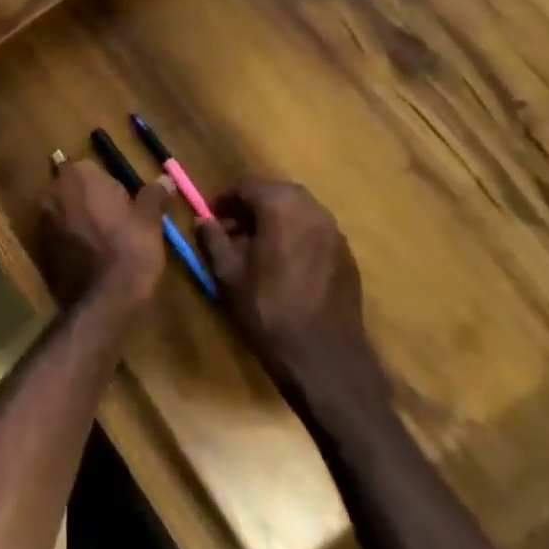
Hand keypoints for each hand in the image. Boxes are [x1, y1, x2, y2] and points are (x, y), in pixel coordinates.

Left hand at [37, 160, 165, 324]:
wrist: (102, 302)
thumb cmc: (129, 251)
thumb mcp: (149, 222)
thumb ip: (154, 195)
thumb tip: (166, 178)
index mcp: (79, 174)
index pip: (93, 169)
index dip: (111, 187)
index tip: (126, 207)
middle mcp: (54, 190)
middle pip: (75, 188)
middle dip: (91, 200)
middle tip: (117, 224)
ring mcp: (42, 218)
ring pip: (65, 210)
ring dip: (80, 219)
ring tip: (105, 242)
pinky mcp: (39, 245)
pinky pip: (58, 233)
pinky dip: (71, 239)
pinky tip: (90, 257)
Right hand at [196, 180, 391, 421]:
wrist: (326, 361)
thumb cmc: (270, 313)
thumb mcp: (228, 276)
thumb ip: (213, 240)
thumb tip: (202, 220)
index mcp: (281, 208)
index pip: (247, 187)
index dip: (224, 200)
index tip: (210, 217)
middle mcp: (312, 210)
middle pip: (275, 193)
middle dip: (251, 206)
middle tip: (231, 230)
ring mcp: (334, 233)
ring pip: (297, 210)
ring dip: (274, 218)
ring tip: (255, 247)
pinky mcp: (346, 256)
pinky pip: (314, 231)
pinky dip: (294, 234)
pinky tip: (282, 264)